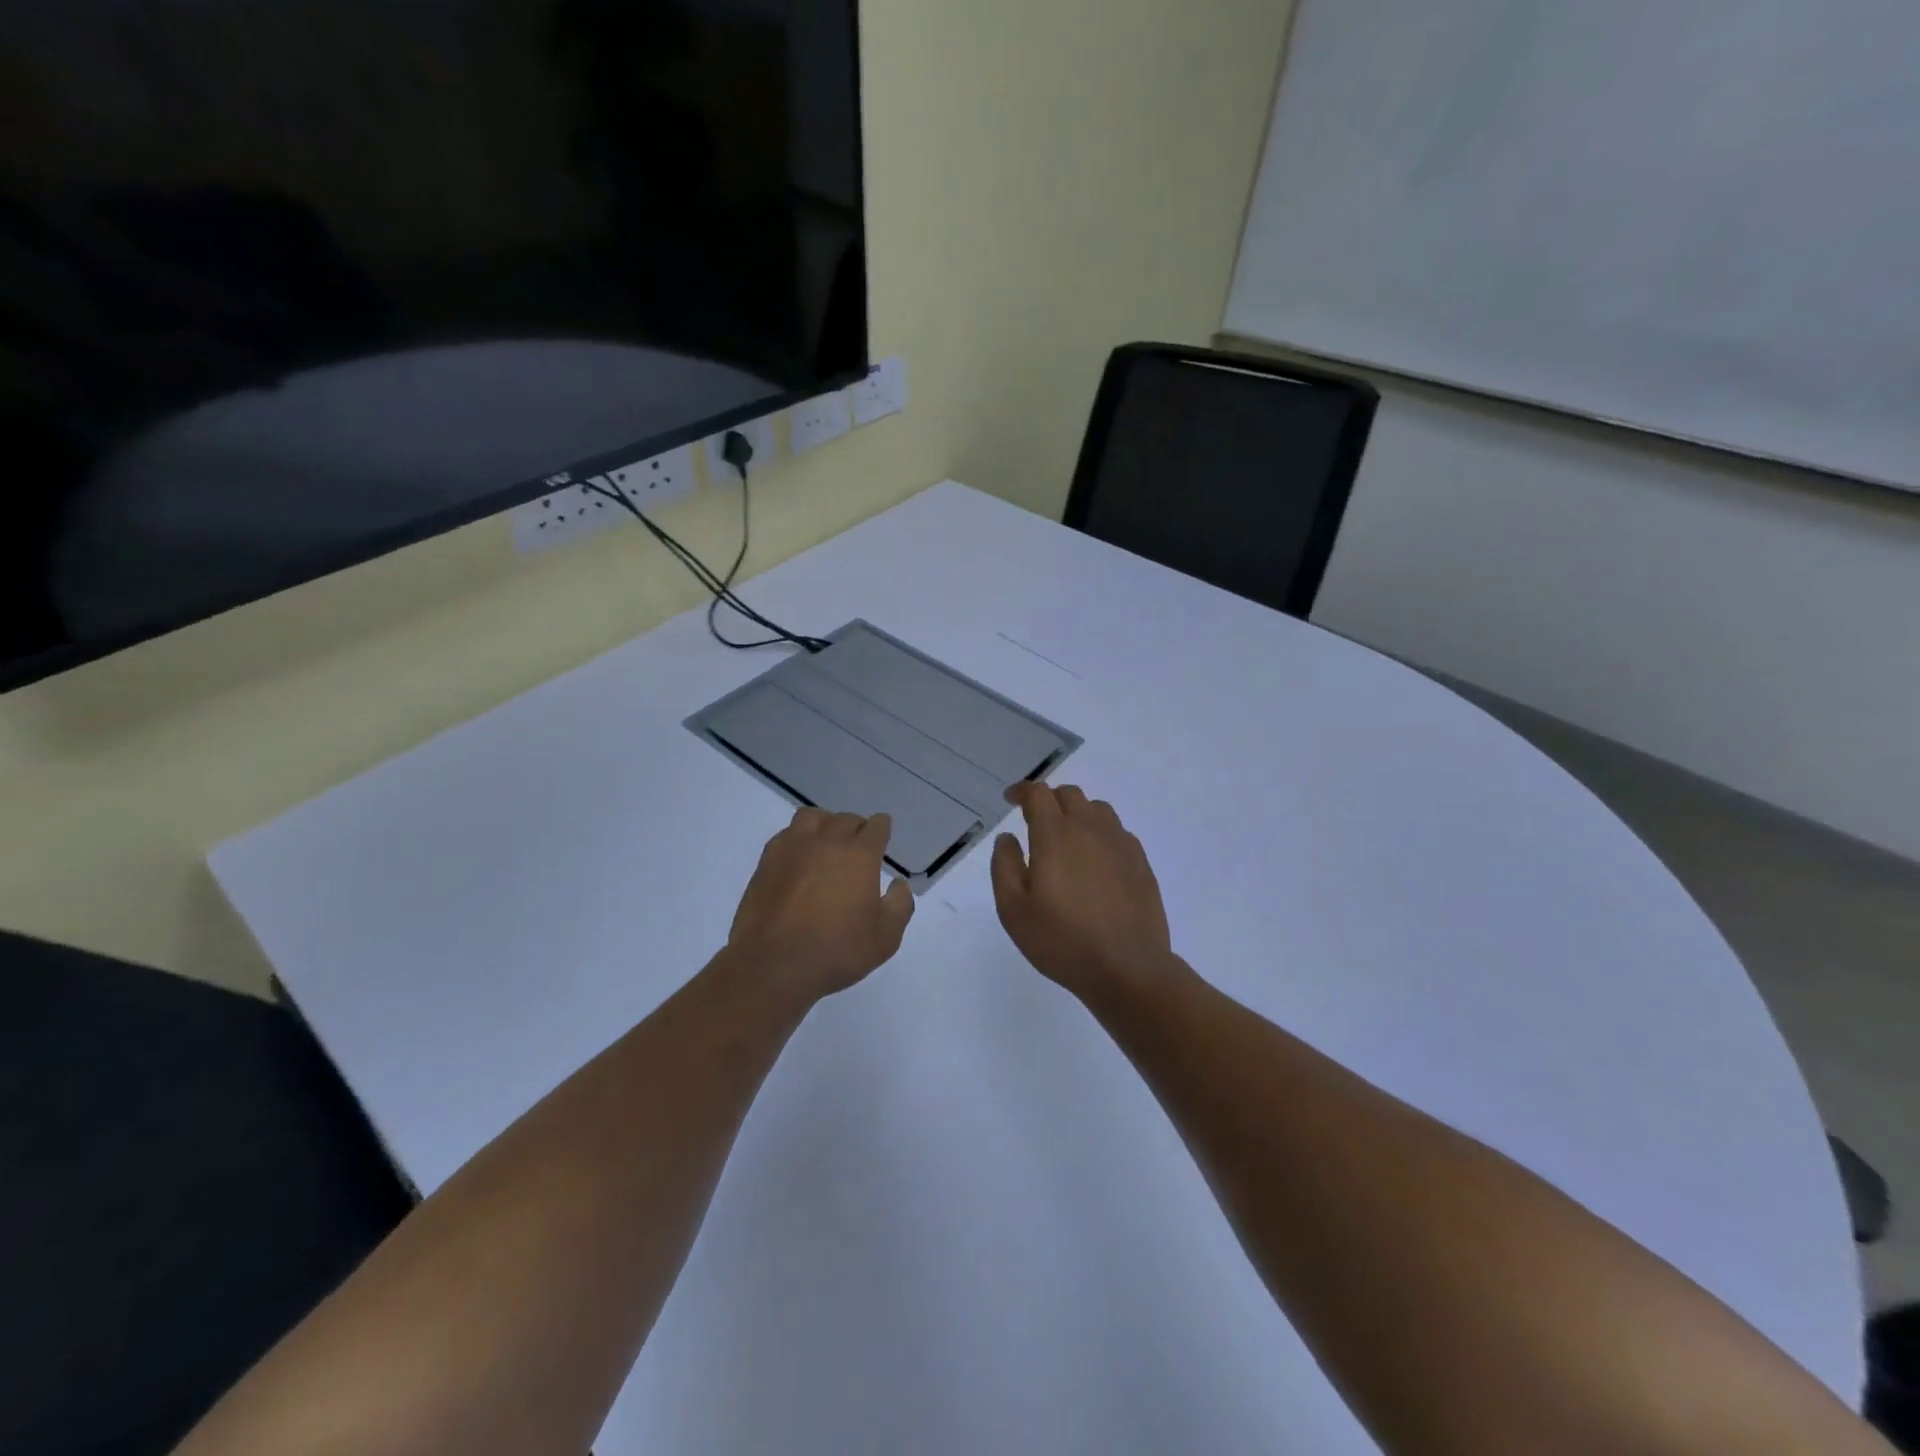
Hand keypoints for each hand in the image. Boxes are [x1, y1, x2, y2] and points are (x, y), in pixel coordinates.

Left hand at [725, 807, 915, 1002]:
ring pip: (813, 817)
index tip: (883, 835)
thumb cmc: (836, 951)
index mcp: (859, 854)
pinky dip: (798, 838)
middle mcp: (827, 841)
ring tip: (826, 843)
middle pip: (846, 819)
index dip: (882, 828)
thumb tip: (899, 884)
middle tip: (858, 847)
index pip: (876, 826)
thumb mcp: (885, 937)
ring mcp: (793, 848)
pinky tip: (799, 858)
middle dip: (857, 828)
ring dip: (825, 824)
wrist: (773, 965)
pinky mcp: (767, 861)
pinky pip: (786, 834)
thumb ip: (899, 905)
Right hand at [991, 784, 1179, 1004]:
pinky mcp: (1140, 862)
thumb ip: (1005, 866)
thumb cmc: (1061, 941)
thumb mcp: (1014, 910)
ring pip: (1097, 809)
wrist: (1127, 968)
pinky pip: (1117, 832)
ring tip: (1066, 837)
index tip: (1011, 799)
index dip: (1022, 791)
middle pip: (1069, 795)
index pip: (1038, 794)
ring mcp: (1120, 844)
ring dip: (1077, 813)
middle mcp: (1090, 829)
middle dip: (1049, 799)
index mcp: (1055, 835)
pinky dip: (1100, 833)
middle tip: (1035, 819)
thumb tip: (1007, 837)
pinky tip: (1095, 859)